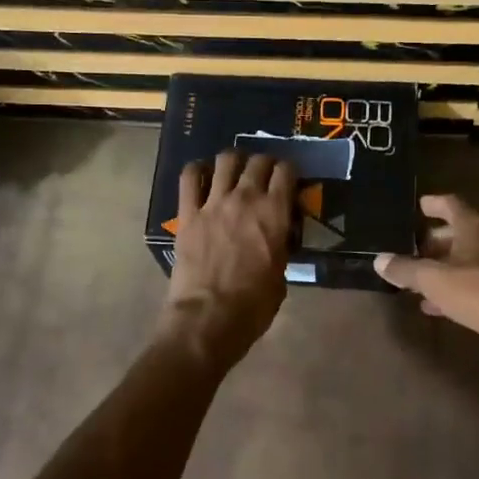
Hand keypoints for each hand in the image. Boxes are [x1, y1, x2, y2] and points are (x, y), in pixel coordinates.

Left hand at [160, 151, 296, 370]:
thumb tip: (277, 236)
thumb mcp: (282, 274)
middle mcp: (246, 198)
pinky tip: (201, 173)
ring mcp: (214, 203)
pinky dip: (196, 169)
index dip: (289, 171)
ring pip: (226, 160)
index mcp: (275, 213)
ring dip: (234, 161)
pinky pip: (188, 177)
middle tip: (264, 174)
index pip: (286, 172)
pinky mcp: (188, 213)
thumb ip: (280, 246)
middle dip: (265, 163)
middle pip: (258, 161)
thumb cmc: (254, 305)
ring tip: (235, 170)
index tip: (289, 179)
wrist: (209, 318)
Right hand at [375, 194, 478, 378]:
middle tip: (409, 246)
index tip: (417, 206)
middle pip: (458, 233)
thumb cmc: (476, 292)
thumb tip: (379, 260)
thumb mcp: (432, 279)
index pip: (451, 204)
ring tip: (414, 276)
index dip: (433, 203)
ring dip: (441, 267)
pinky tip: (432, 305)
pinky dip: (451, 290)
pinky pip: (471, 286)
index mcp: (474, 228)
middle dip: (433, 240)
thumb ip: (405, 269)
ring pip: (464, 261)